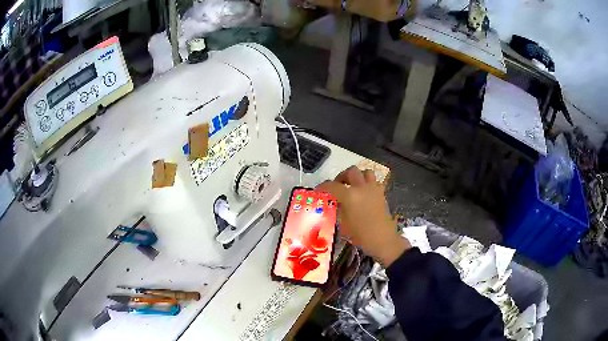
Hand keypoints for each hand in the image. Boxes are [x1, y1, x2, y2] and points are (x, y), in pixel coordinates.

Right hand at [316, 166, 410, 266]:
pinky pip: (374, 181)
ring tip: (352, 186)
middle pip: (351, 172)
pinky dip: (367, 183)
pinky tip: (364, 193)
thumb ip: (338, 209)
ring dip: (357, 176)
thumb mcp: (344, 224)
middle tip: (337, 186)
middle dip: (342, 176)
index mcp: (350, 196)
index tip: (318, 190)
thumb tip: (335, 203)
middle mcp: (362, 188)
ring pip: (365, 172)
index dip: (323, 186)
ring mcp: (374, 189)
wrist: (383, 240)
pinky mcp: (381, 193)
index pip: (332, 186)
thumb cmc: (361, 235)